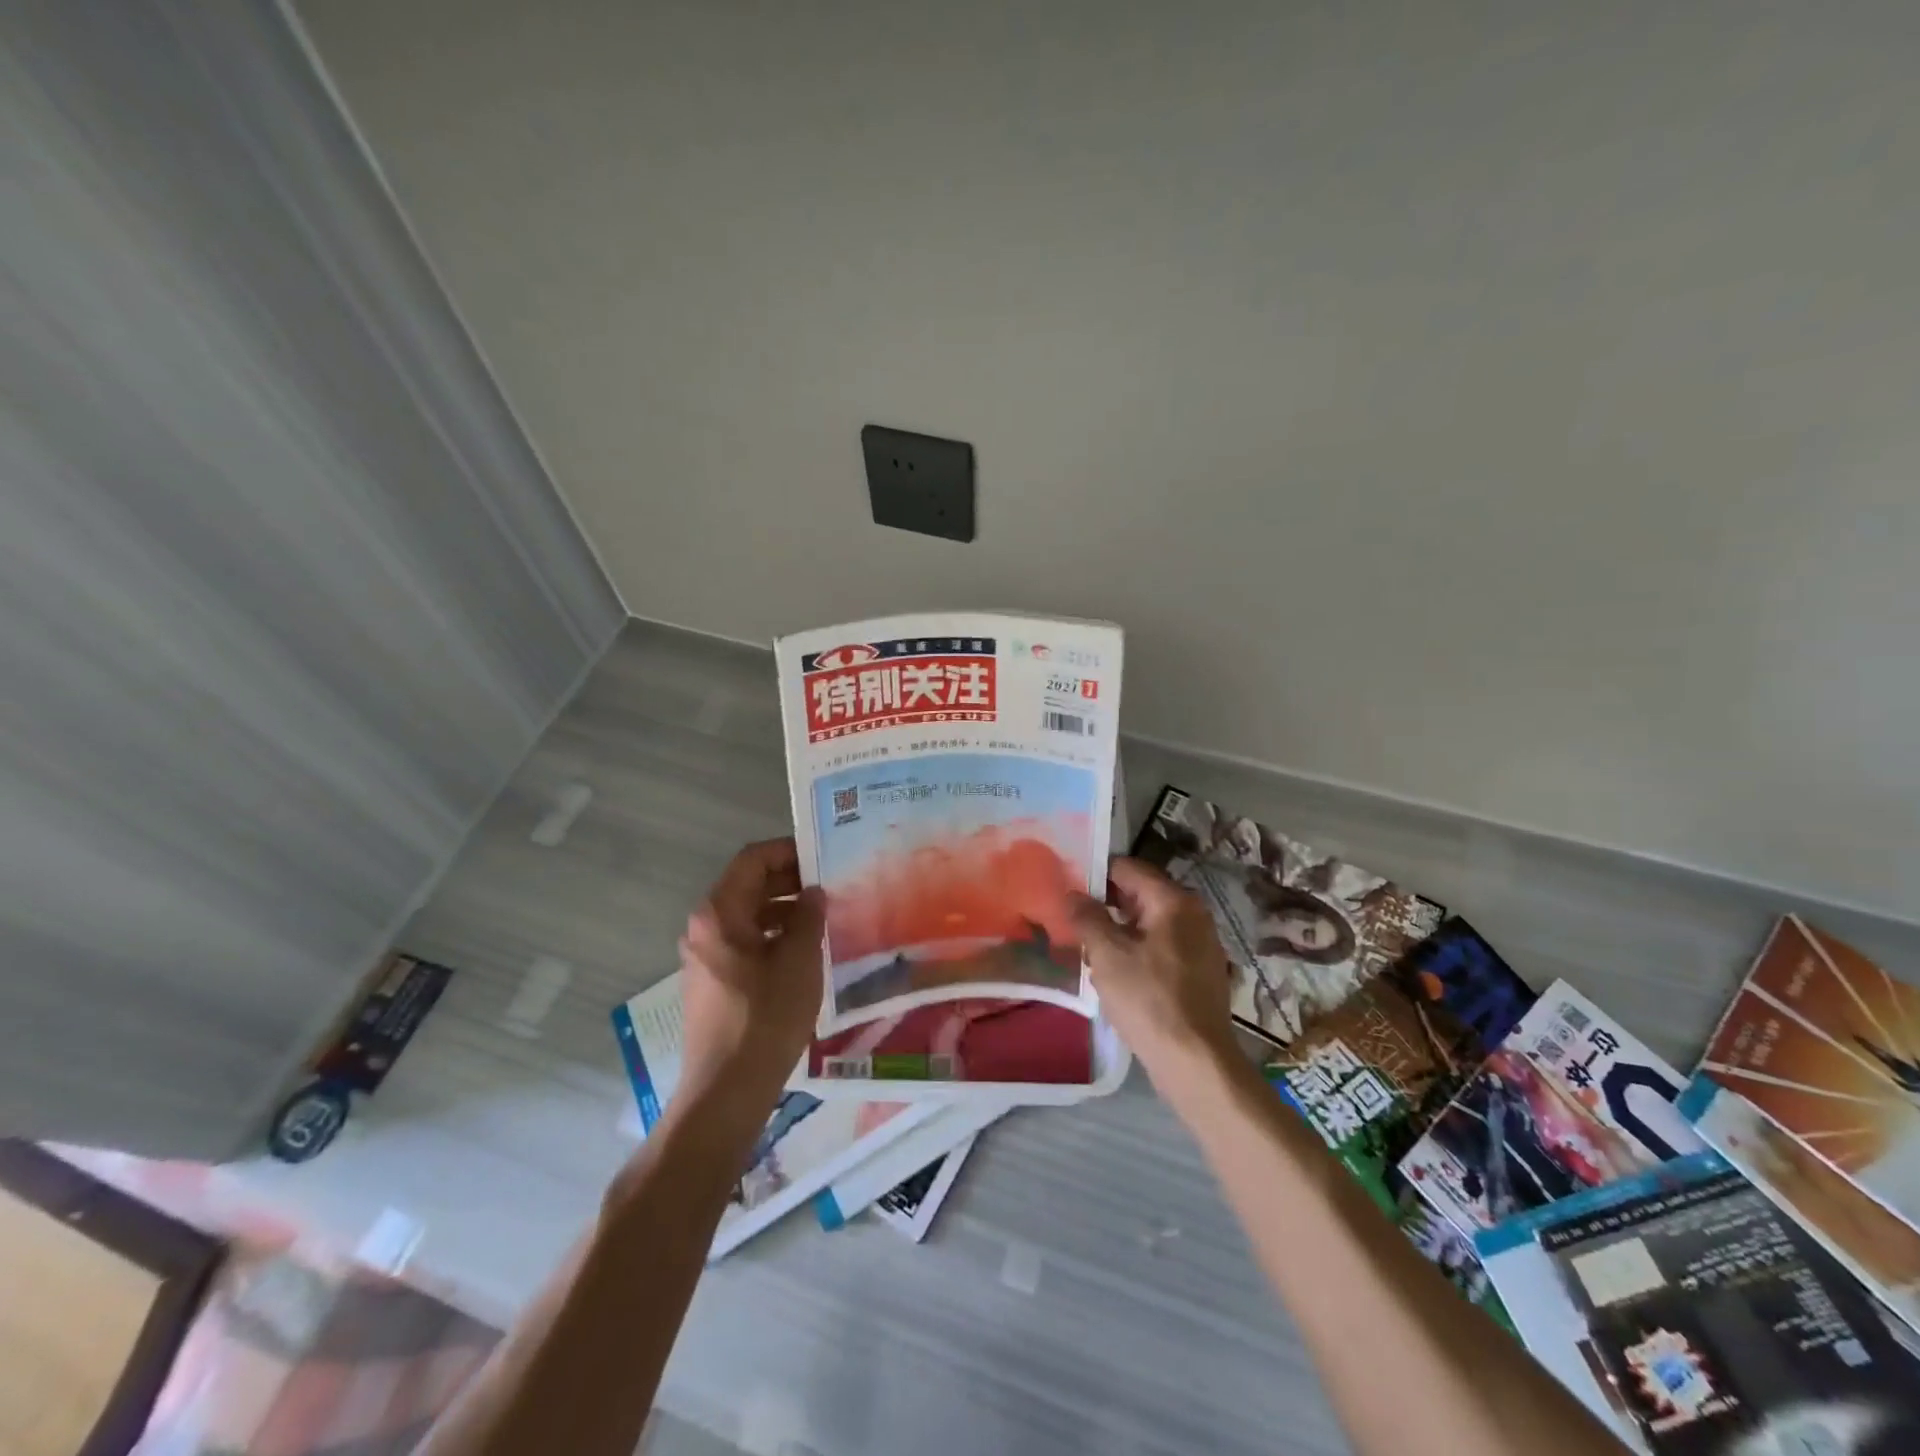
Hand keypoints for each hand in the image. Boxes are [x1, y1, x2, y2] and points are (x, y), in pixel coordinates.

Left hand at [676, 838, 825, 1099]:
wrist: (727, 1091)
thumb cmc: (765, 1018)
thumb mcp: (799, 961)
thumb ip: (808, 917)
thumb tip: (813, 892)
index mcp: (719, 914)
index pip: (752, 860)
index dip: (788, 850)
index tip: (822, 855)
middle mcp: (705, 928)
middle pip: (748, 886)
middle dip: (789, 880)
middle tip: (831, 885)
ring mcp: (706, 957)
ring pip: (748, 916)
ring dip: (784, 909)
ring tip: (824, 917)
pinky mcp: (714, 983)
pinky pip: (745, 942)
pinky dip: (774, 936)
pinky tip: (804, 951)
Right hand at [1067, 857, 1237, 1079]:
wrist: (1196, 1061)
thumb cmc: (1148, 999)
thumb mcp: (1107, 955)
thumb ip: (1087, 917)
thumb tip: (1072, 893)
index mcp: (1174, 901)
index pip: (1128, 868)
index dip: (1096, 874)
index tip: (1068, 887)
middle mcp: (1194, 914)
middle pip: (1141, 894)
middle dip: (1106, 904)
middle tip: (1073, 919)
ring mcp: (1202, 943)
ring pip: (1150, 923)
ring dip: (1120, 930)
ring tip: (1089, 947)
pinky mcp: (1201, 971)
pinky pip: (1162, 947)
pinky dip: (1139, 950)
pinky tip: (1117, 972)